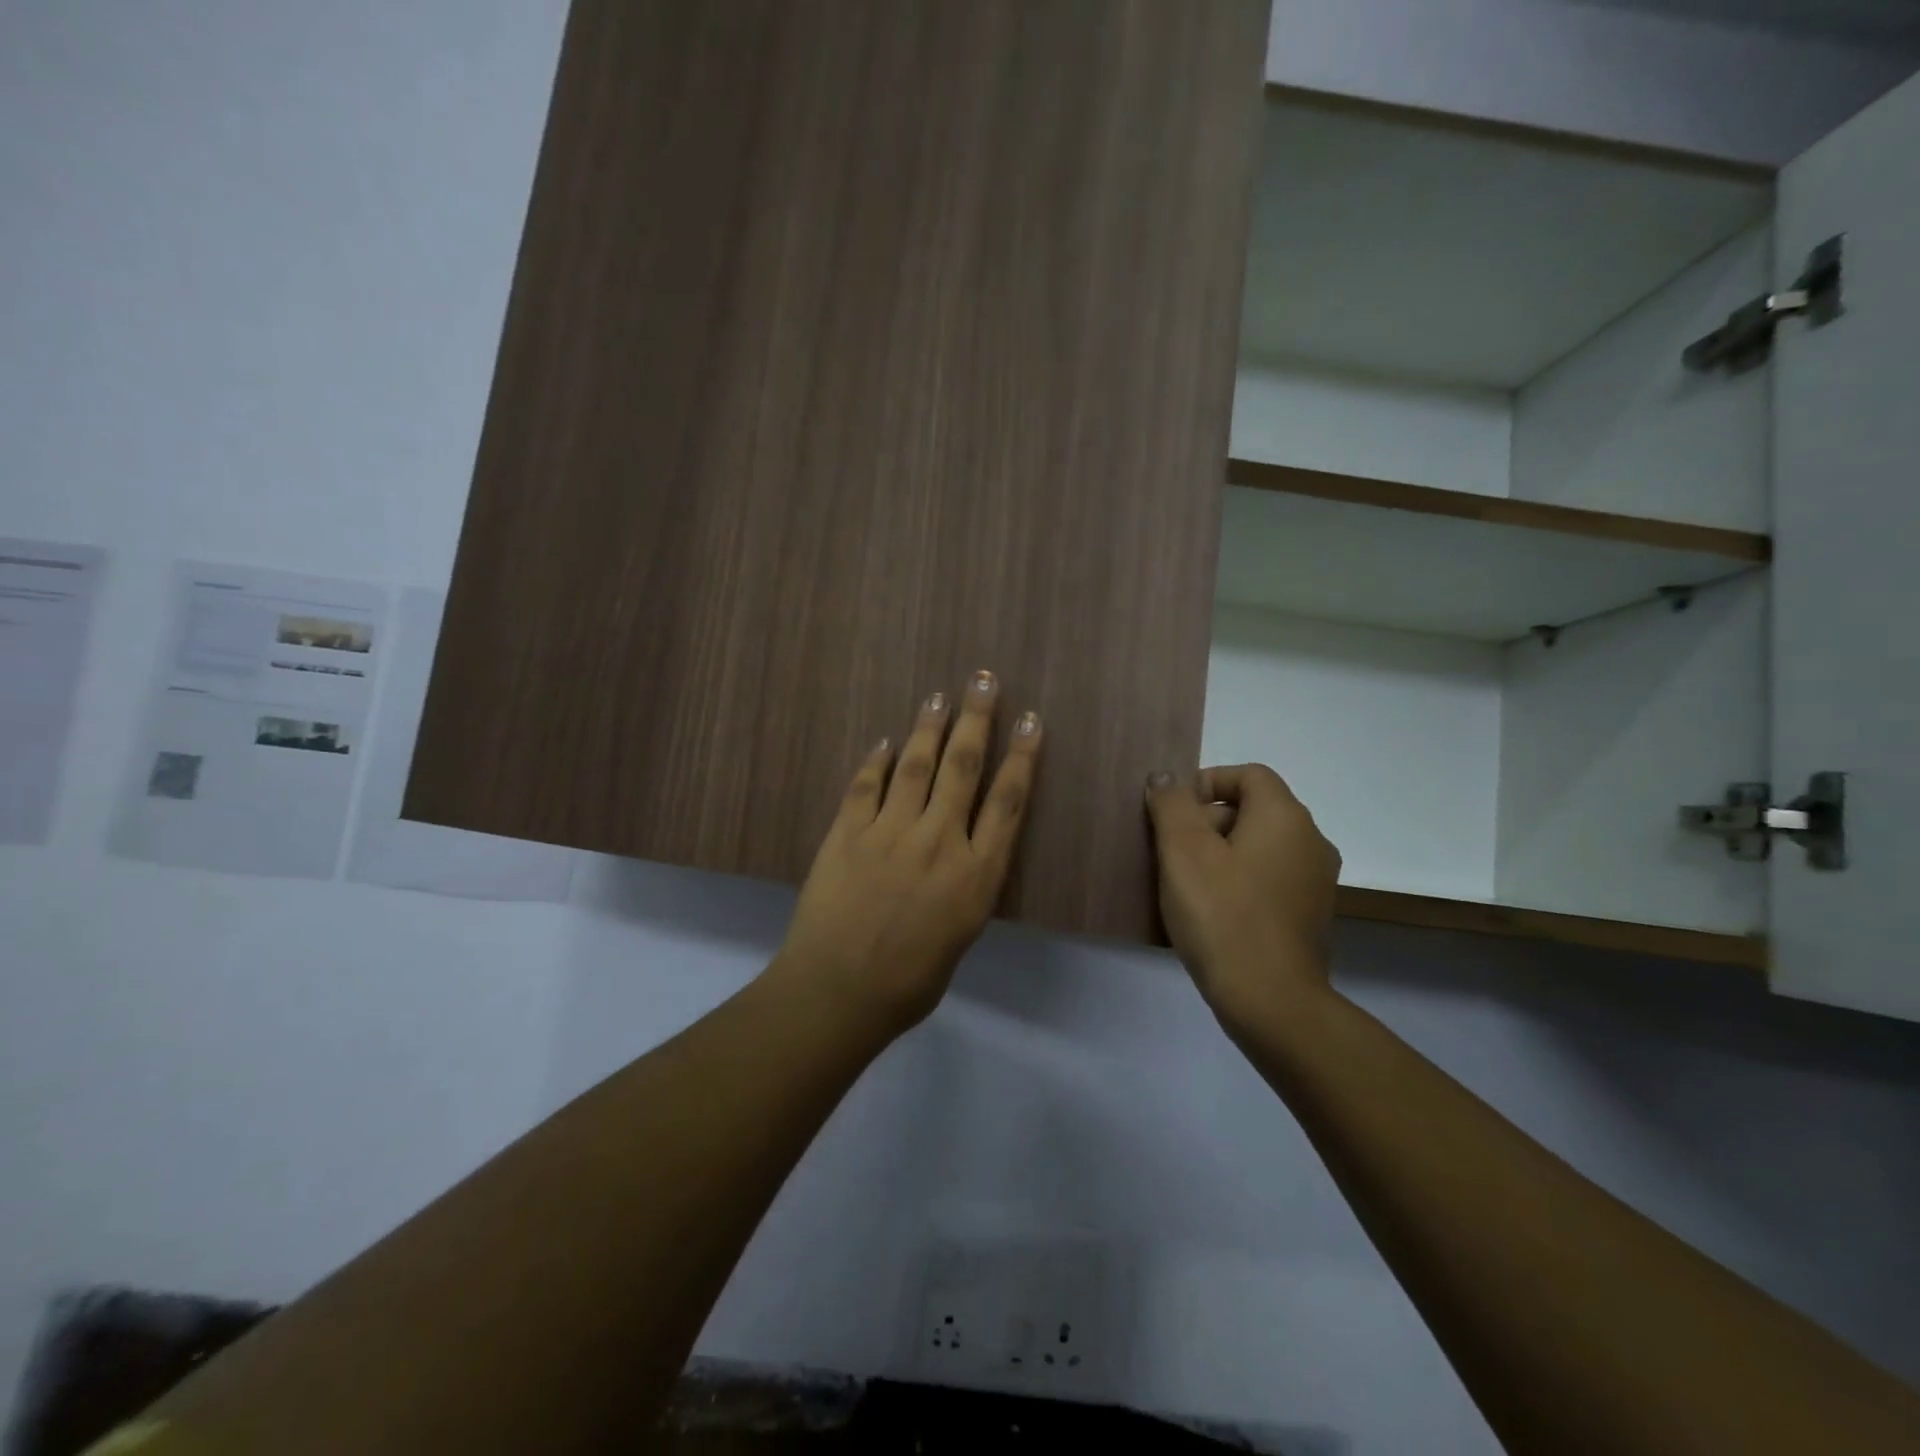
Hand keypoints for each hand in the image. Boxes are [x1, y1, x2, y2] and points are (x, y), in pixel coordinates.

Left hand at [774, 672, 1042, 1034]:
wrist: (839, 992)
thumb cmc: (910, 981)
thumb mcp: (960, 935)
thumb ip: (965, 887)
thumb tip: (962, 855)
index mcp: (976, 873)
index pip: (1007, 801)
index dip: (1021, 756)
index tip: (1030, 720)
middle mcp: (939, 841)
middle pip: (963, 767)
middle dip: (976, 719)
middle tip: (981, 680)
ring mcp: (890, 832)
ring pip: (916, 765)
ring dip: (929, 727)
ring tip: (939, 697)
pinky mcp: (848, 832)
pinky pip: (866, 785)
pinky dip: (877, 761)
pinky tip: (886, 742)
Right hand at [1145, 765, 1341, 1027]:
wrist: (1270, 1001)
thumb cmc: (1222, 915)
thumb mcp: (1183, 851)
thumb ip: (1172, 804)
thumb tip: (1166, 777)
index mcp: (1286, 817)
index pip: (1248, 775)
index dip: (1206, 782)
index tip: (1172, 811)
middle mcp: (1310, 841)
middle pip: (1253, 810)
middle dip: (1206, 821)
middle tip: (1169, 851)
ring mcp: (1314, 882)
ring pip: (1258, 847)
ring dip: (1218, 853)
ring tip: (1182, 883)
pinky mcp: (1309, 915)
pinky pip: (1267, 879)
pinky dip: (1237, 881)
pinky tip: (1209, 910)